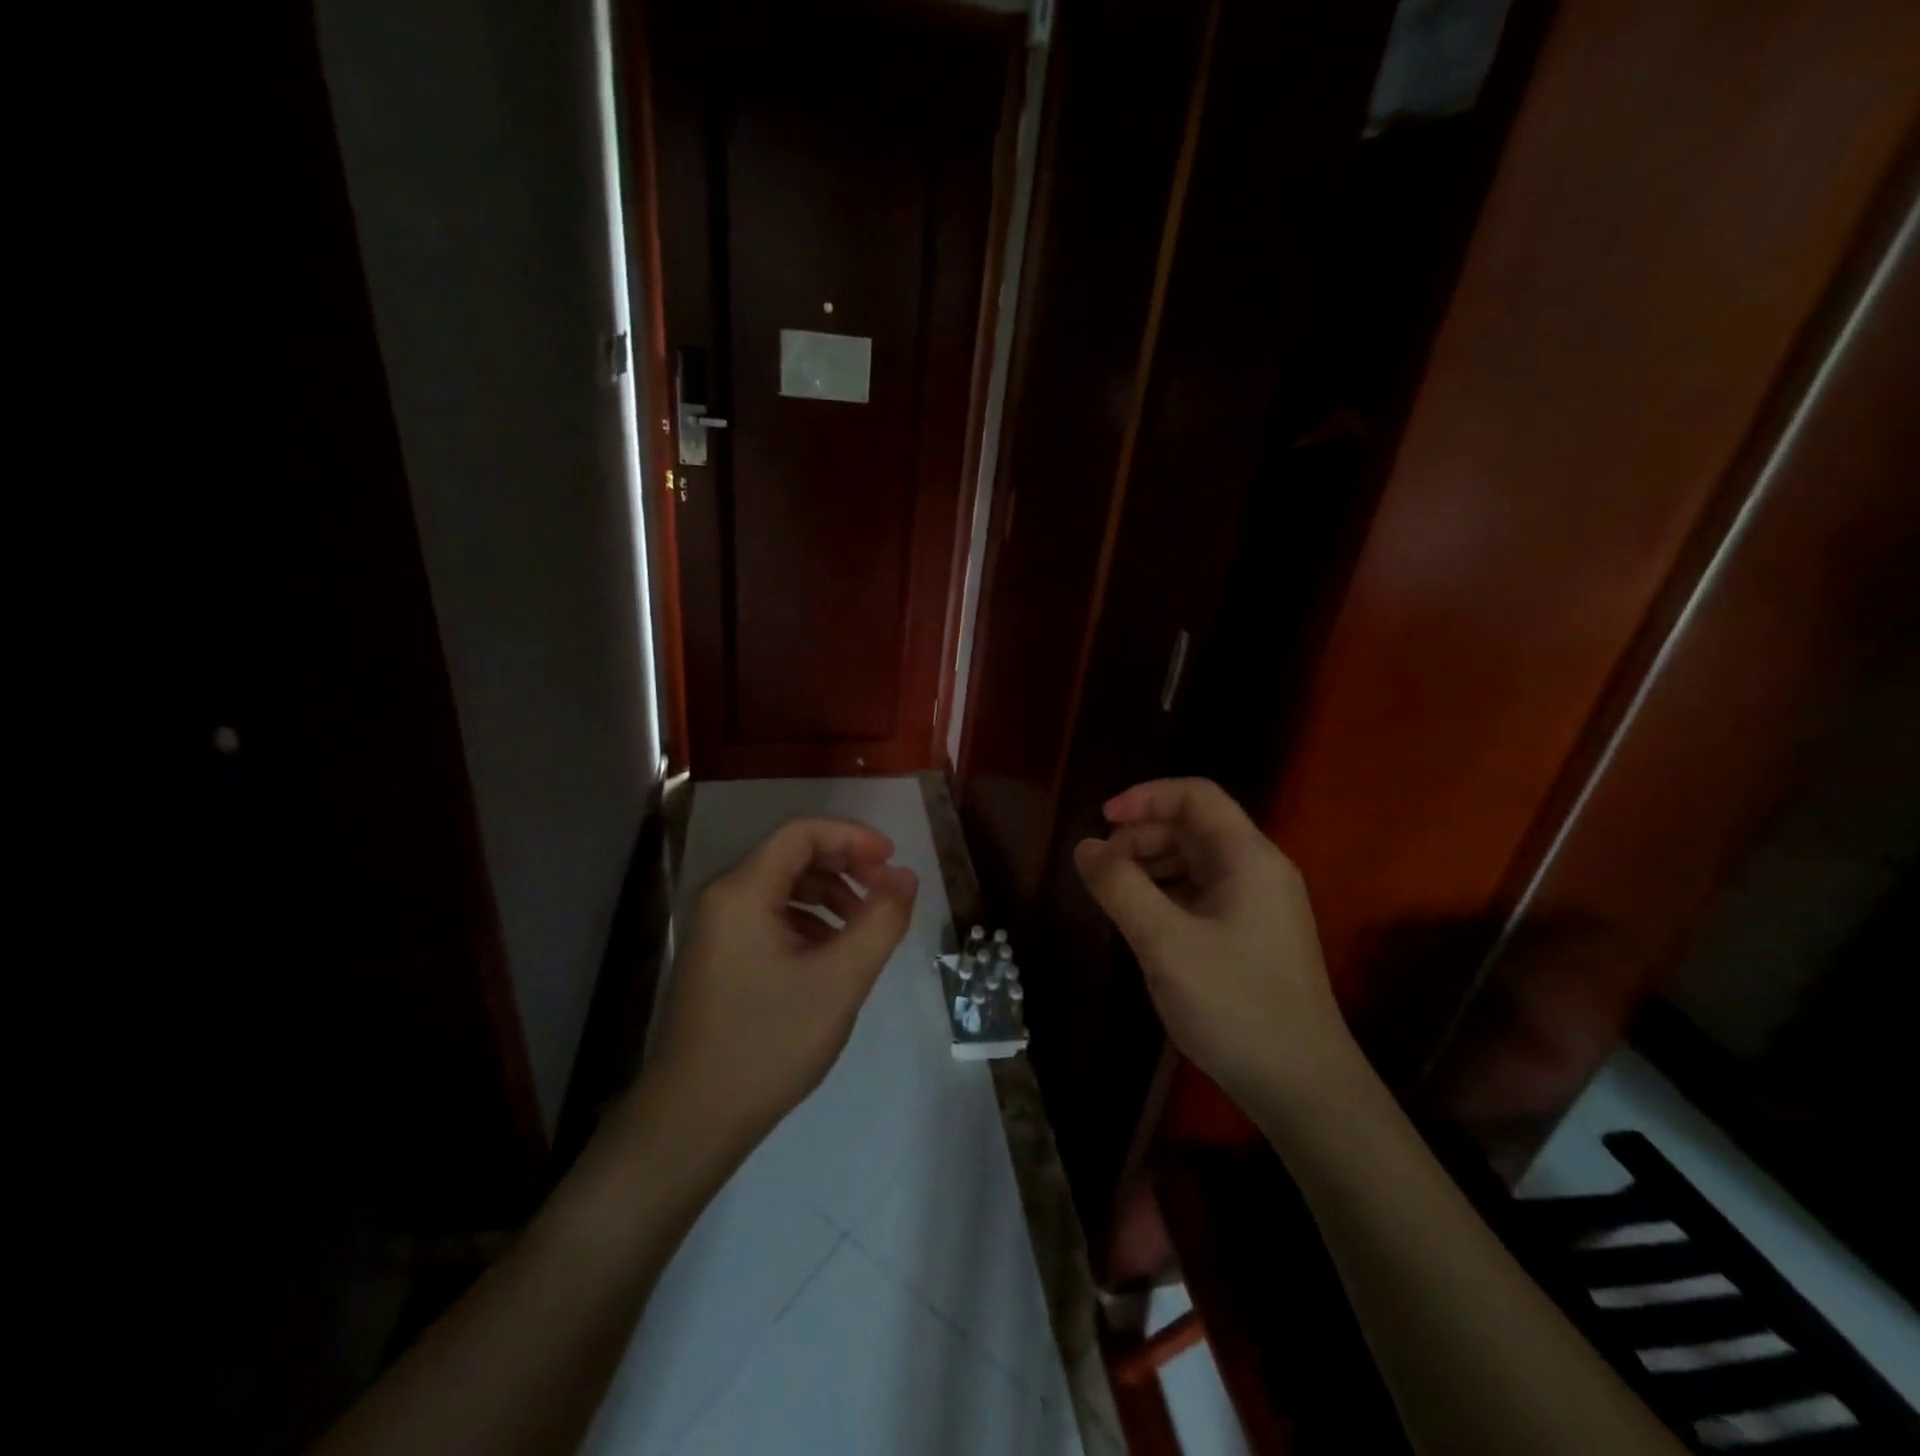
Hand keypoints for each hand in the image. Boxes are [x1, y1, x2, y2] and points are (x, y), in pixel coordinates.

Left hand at [642, 819, 917, 1162]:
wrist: (693, 1120)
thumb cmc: (769, 1043)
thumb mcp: (840, 980)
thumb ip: (880, 921)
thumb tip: (906, 876)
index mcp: (742, 891)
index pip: (803, 833)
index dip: (853, 838)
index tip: (893, 862)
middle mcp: (722, 898)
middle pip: (792, 856)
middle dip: (845, 866)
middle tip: (886, 894)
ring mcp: (715, 930)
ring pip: (782, 887)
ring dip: (830, 894)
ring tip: (865, 927)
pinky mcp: (718, 957)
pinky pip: (769, 917)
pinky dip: (807, 921)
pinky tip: (831, 955)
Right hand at [1073, 778, 1351, 1111]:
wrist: (1302, 1087)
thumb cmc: (1234, 1005)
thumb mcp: (1164, 943)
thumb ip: (1120, 887)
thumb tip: (1085, 847)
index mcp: (1248, 858)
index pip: (1196, 796)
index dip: (1146, 797)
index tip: (1102, 821)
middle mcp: (1259, 871)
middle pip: (1195, 827)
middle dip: (1143, 835)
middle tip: (1102, 868)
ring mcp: (1260, 905)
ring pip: (1198, 861)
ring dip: (1152, 865)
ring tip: (1116, 893)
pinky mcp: (1254, 935)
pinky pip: (1204, 893)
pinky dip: (1168, 893)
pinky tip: (1145, 921)